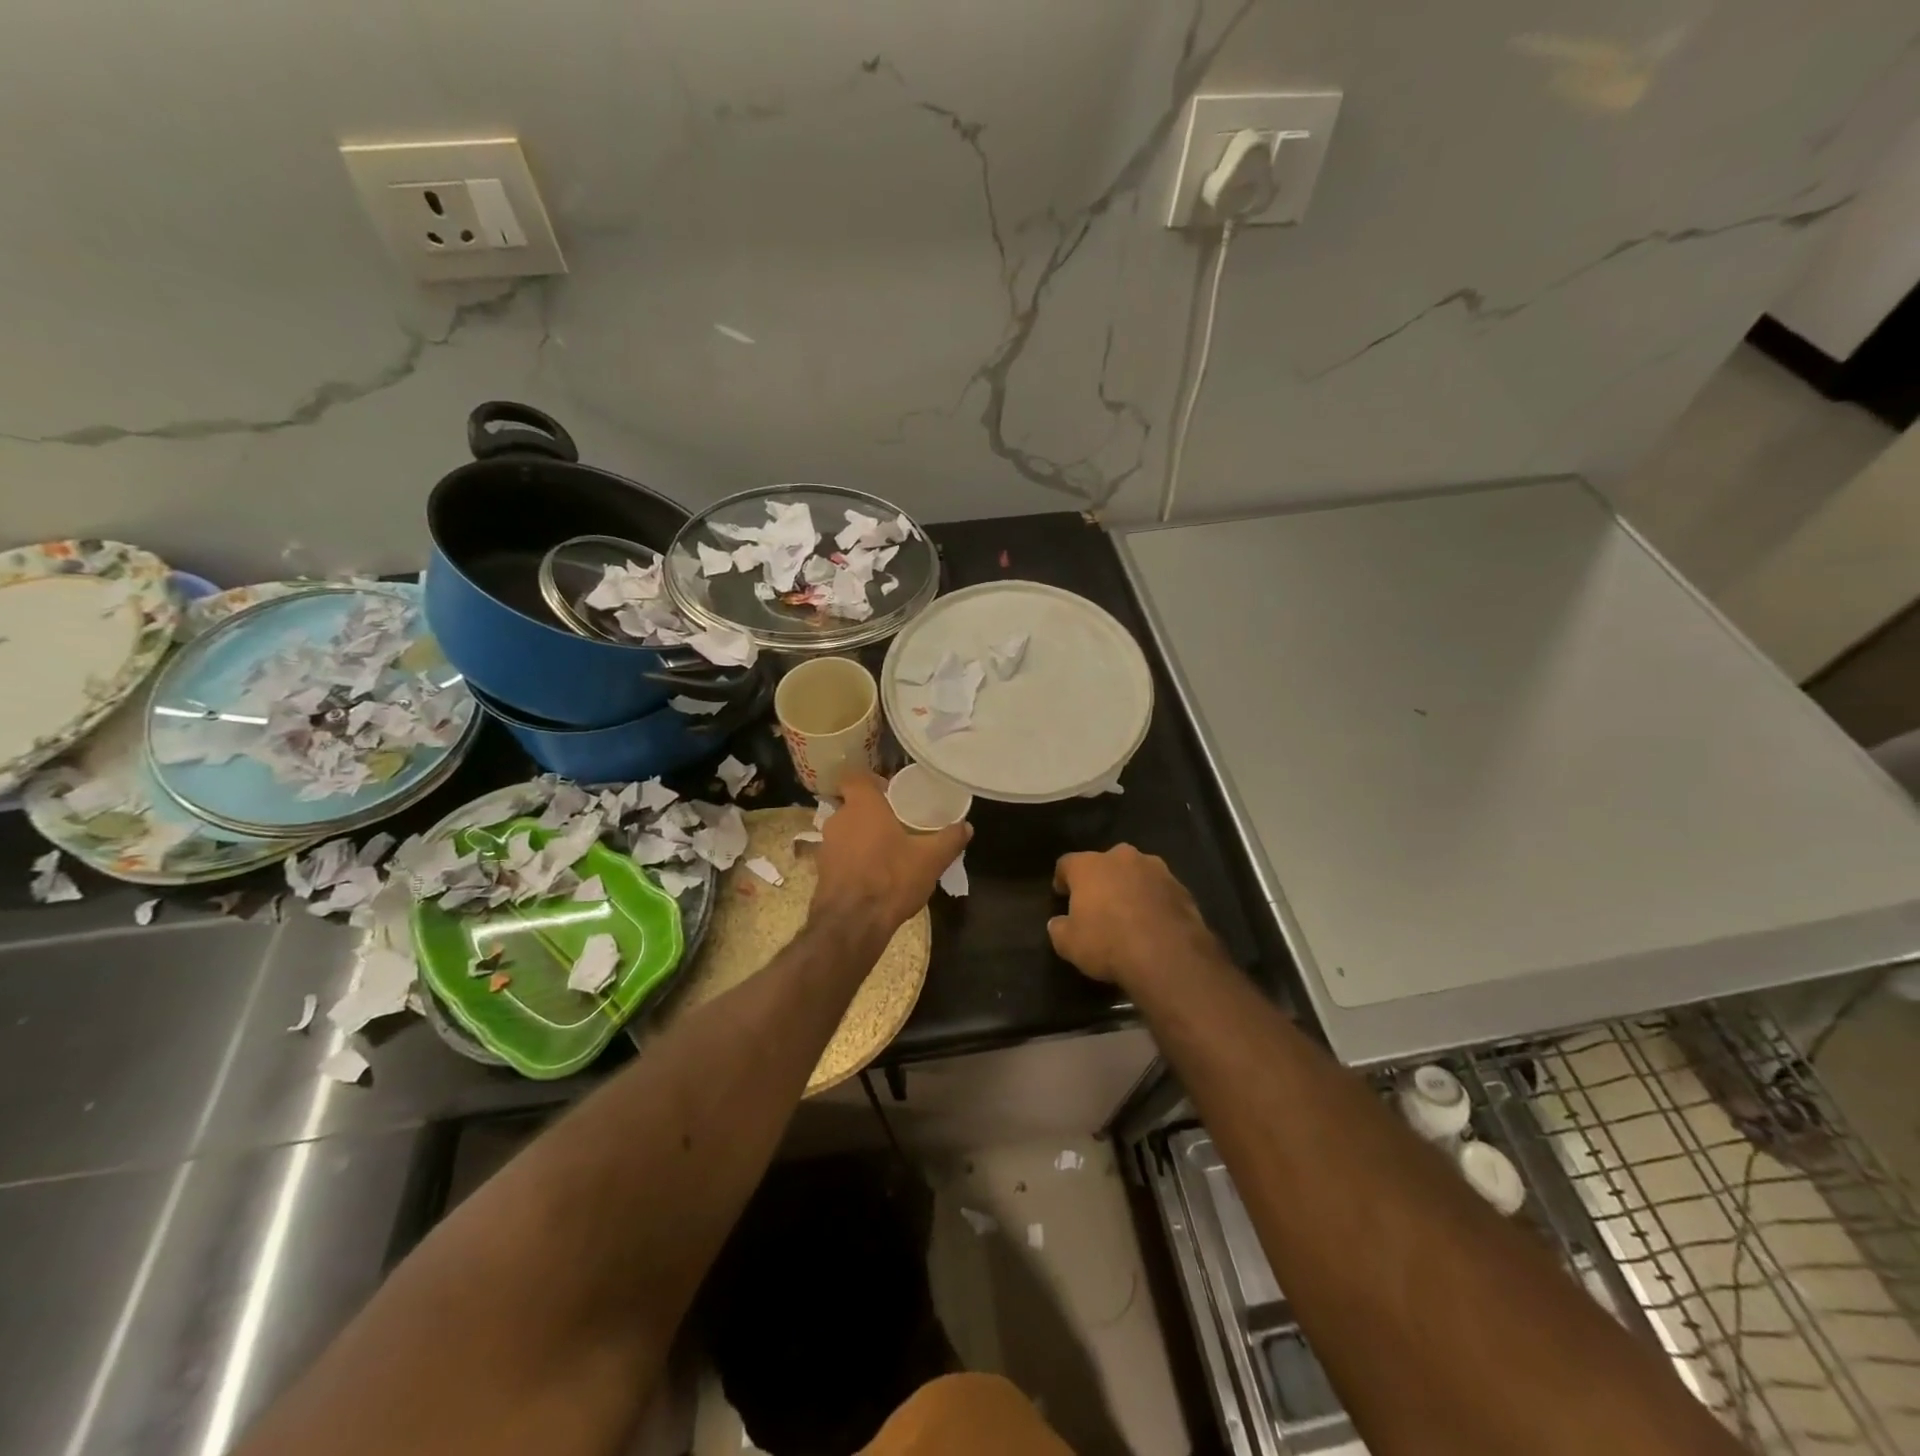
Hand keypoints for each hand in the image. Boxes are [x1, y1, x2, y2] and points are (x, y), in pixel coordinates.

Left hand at [811, 767, 970, 936]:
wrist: (852, 924)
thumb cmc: (891, 878)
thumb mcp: (931, 859)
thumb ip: (950, 839)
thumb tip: (966, 826)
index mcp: (862, 805)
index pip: (854, 776)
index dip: (871, 781)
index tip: (890, 792)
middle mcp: (838, 819)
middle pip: (852, 805)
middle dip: (872, 813)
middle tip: (896, 823)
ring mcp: (825, 846)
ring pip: (845, 831)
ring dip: (862, 838)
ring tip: (887, 851)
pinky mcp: (821, 871)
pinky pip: (840, 856)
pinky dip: (854, 860)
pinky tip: (873, 875)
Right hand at [1049, 844, 1221, 988]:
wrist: (1167, 955)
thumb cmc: (1108, 943)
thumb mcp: (1068, 944)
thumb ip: (1059, 928)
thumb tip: (1057, 923)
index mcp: (1090, 866)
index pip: (1067, 863)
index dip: (1063, 878)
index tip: (1061, 893)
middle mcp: (1123, 858)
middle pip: (1106, 862)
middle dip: (1102, 879)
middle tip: (1098, 903)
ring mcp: (1157, 870)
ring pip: (1137, 873)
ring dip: (1131, 887)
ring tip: (1130, 913)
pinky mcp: (1182, 888)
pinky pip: (1161, 891)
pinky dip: (1155, 902)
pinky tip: (1154, 924)